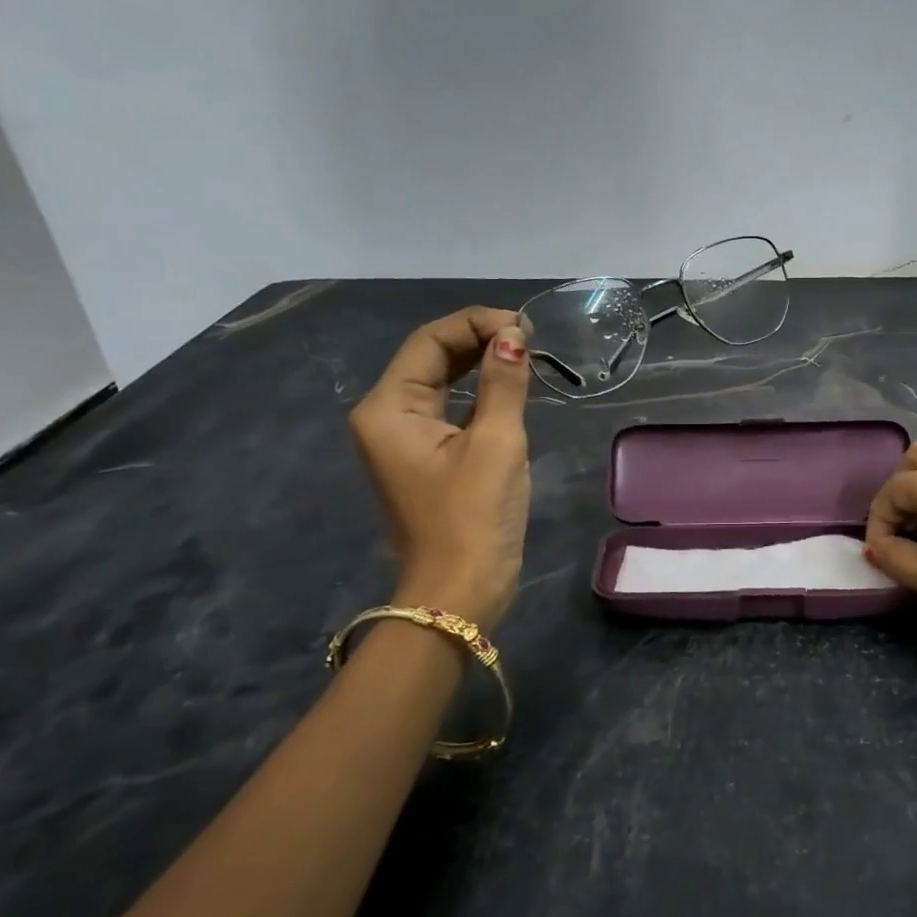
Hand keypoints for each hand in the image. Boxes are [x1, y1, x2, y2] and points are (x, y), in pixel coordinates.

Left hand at [348, 307, 532, 627]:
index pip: (429, 341)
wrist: (460, 592)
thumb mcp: (496, 444)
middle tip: (529, 338)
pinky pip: (451, 410)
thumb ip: (504, 383)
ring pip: (442, 383)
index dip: (476, 324)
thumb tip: (513, 336)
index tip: (524, 328)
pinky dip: (480, 394)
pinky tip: (510, 388)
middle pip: (431, 358)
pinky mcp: (427, 460)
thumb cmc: (474, 517)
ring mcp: (405, 440)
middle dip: (478, 340)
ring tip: (525, 355)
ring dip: (481, 364)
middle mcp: (387, 417)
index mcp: (389, 408)